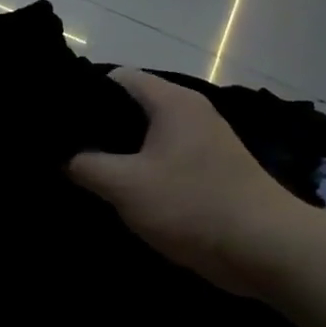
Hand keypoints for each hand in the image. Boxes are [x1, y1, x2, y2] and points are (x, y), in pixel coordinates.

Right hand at [68, 68, 314, 294]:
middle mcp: (190, 112)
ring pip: (148, 136)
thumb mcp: (125, 185)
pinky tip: (122, 193)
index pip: (117, 78)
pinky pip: (165, 159)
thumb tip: (64, 157)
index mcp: (172, 101)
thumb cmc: (191, 205)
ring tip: (87, 173)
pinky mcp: (211, 171)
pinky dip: (142, 171)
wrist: (266, 249)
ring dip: (120, 154)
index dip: (84, 95)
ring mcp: (204, 142)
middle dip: (99, 128)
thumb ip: (85, 165)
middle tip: (66, 151)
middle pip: (132, 107)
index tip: (59, 122)